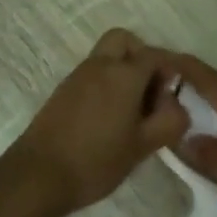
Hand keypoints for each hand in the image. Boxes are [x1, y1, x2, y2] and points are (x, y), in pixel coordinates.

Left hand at [3, 29, 188, 213]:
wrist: (38, 175)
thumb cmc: (96, 160)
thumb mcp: (143, 146)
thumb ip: (169, 122)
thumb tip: (178, 107)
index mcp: (123, 74)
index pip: (155, 55)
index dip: (171, 69)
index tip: (176, 94)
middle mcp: (99, 66)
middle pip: (125, 41)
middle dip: (142, 57)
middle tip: (152, 91)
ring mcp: (77, 77)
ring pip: (106, 57)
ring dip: (124, 72)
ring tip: (134, 112)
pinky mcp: (63, 92)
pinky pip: (92, 74)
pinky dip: (106, 84)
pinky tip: (111, 119)